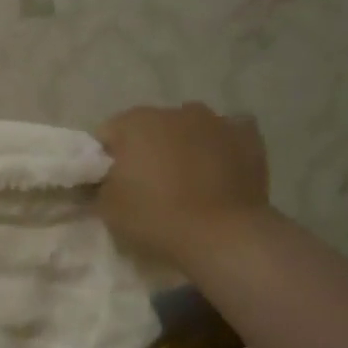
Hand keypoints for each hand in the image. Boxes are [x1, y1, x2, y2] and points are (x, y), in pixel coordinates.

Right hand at [95, 103, 270, 271]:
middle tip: (146, 185)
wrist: (223, 236)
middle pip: (150, 127)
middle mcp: (175, 111)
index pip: (108, 134)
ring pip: (188, 129)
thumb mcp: (107, 207)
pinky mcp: (248, 138)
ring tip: (185, 180)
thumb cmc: (156, 217)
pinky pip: (227, 135)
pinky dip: (219, 148)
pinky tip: (218, 170)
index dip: (105, 160)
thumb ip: (99, 185)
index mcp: (136, 122)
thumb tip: (101, 180)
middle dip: (145, 150)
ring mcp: (216, 121)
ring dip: (182, 146)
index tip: (109, 184)